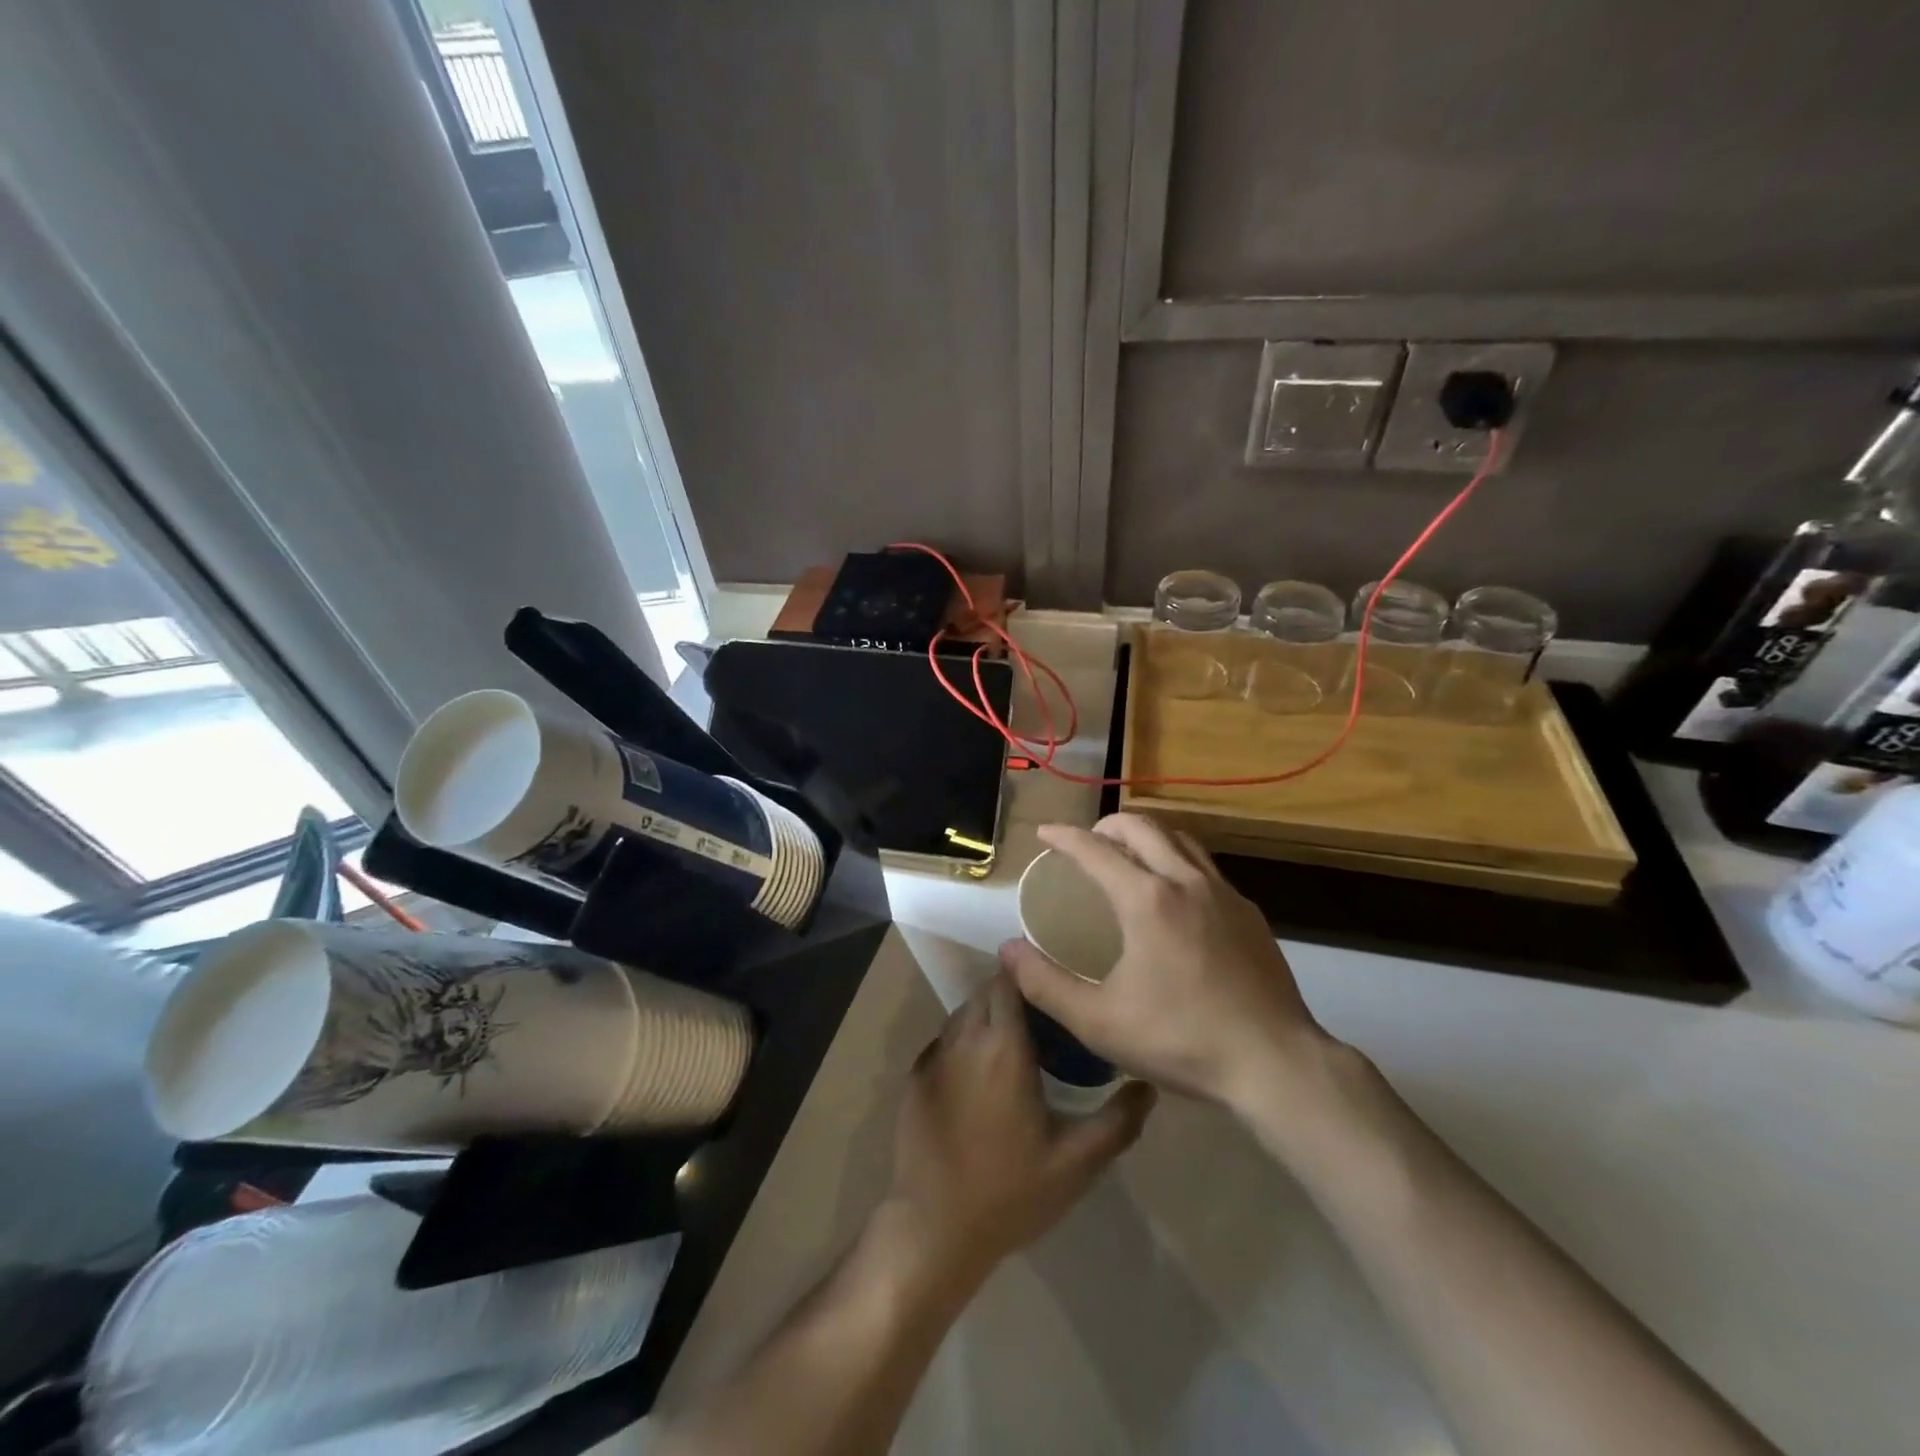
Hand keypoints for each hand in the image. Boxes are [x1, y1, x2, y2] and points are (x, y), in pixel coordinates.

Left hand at [884, 972, 1155, 1285]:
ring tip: (1019, 1049)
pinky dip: (967, 1042)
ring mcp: (933, 1056)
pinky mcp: (915, 1077)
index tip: (1058, 988)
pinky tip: (983, 1078)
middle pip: (987, 991)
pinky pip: (946, 1040)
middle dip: (1016, 995)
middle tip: (1048, 1024)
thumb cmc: (1009, 1193)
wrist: (934, 1230)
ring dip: (990, 1018)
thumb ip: (1117, 1122)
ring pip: (965, 1013)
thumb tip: (1148, 1086)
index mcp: (1002, 1047)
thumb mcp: (1076, 1164)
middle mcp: (964, 1039)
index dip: (1032, 976)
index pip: (1010, 980)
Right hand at [1002, 814, 1333, 1109]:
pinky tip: (1176, 899)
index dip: (1065, 836)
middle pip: (1143, 826)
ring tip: (1129, 857)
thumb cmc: (1181, 1040)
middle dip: (1108, 824)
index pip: (1095, 850)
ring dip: (1148, 836)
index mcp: (1147, 899)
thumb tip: (1008, 951)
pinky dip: (1179, 862)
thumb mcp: (1099, 1021)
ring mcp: (1225, 894)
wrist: (1275, 1064)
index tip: (1045, 833)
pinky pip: (1206, 868)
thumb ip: (1045, 984)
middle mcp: (1186, 881)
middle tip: (1087, 841)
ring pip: (1181, 840)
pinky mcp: (1250, 914)